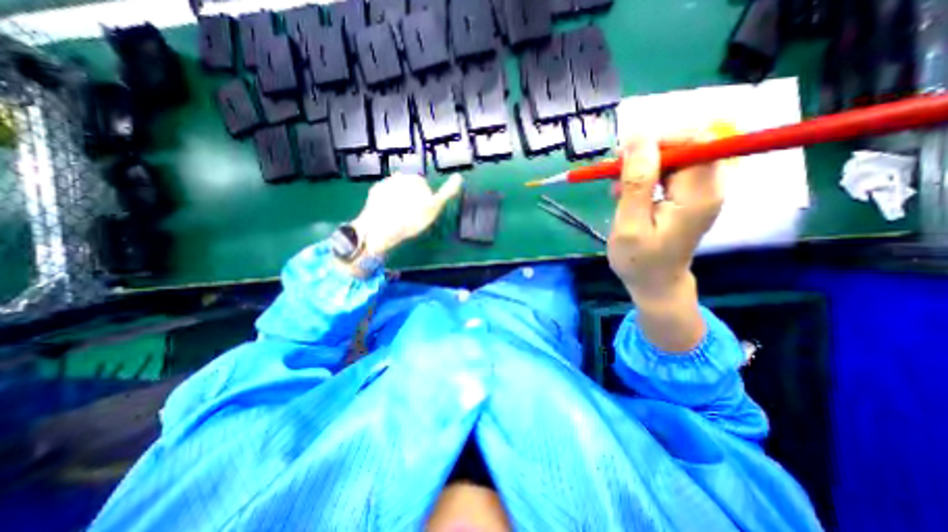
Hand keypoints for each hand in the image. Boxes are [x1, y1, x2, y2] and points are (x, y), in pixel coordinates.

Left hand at [350, 173, 464, 256]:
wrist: (380, 227)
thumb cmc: (411, 219)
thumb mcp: (434, 208)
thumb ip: (447, 192)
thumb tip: (459, 177)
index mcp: (416, 180)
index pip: (425, 188)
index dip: (426, 200)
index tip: (421, 211)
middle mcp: (401, 176)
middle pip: (411, 188)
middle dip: (412, 198)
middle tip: (412, 216)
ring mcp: (386, 183)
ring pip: (398, 191)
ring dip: (399, 200)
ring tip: (399, 217)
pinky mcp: (374, 191)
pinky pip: (385, 195)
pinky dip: (387, 201)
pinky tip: (388, 214)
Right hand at [607, 137, 727, 351]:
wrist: (655, 283)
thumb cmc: (639, 260)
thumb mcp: (630, 225)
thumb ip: (636, 183)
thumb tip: (638, 137)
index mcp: (699, 193)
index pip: (693, 141)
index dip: (658, 140)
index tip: (624, 155)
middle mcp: (709, 186)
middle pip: (685, 145)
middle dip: (645, 153)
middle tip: (614, 171)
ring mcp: (699, 190)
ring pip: (673, 157)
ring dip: (640, 166)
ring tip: (615, 189)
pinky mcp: (687, 196)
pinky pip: (668, 171)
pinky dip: (643, 177)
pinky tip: (625, 193)